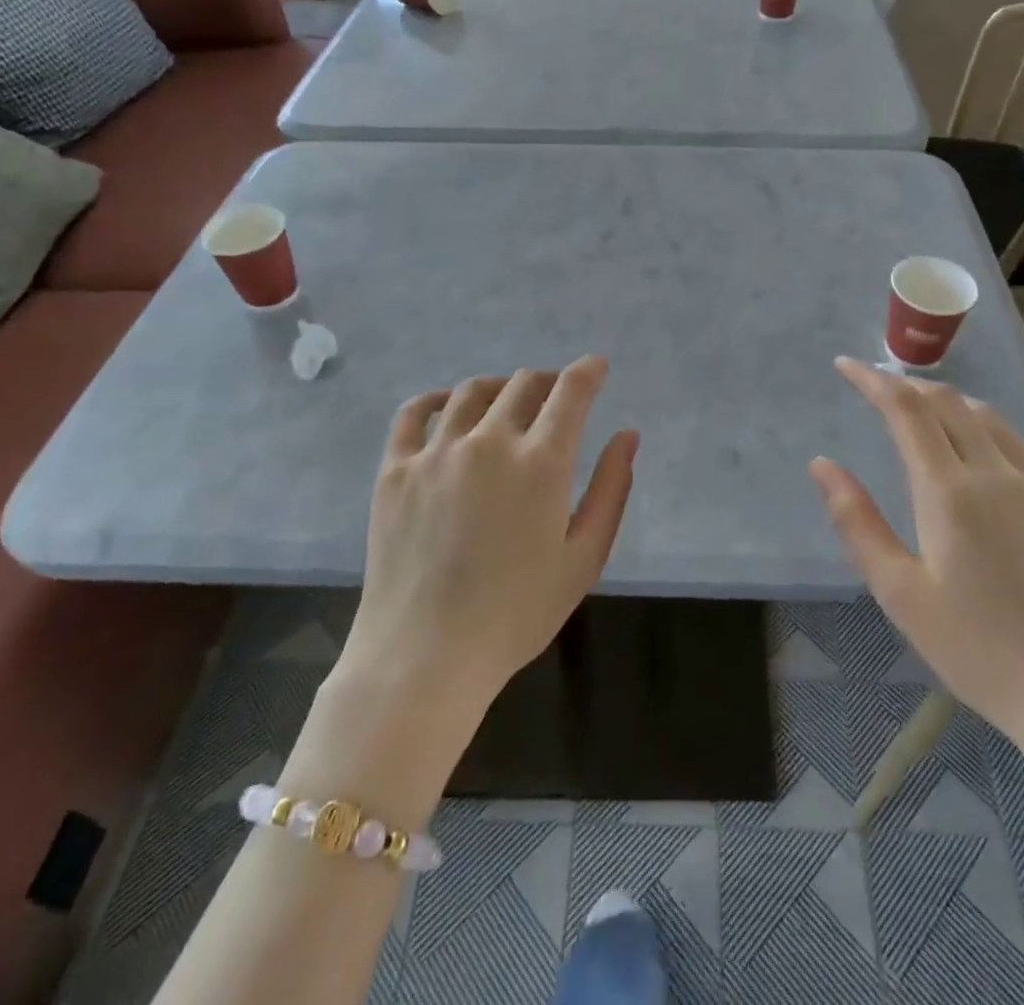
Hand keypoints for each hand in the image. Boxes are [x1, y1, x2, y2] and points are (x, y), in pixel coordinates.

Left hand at [341, 356, 638, 723]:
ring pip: (471, 391)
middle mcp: (489, 442)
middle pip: (522, 384)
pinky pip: (412, 413)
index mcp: (541, 463)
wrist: (425, 656)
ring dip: (499, 387)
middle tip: (554, 397)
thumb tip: (628, 435)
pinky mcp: (395, 469)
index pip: (570, 392)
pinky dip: (435, 399)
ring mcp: (436, 452)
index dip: (588, 371)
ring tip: (507, 401)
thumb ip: (612, 489)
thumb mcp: (584, 558)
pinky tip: (445, 405)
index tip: (596, 367)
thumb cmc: (517, 614)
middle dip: (547, 381)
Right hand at [811, 358, 1023, 761]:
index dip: (872, 381)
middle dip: (906, 385)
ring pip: (988, 417)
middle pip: (948, 402)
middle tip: (875, 386)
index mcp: (951, 492)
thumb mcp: (900, 593)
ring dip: (946, 401)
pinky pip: (1019, 444)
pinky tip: (978, 448)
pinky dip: (984, 426)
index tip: (845, 366)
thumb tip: (822, 465)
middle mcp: (998, 473)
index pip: (906, 411)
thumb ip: (857, 522)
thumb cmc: (977, 650)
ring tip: (919, 409)